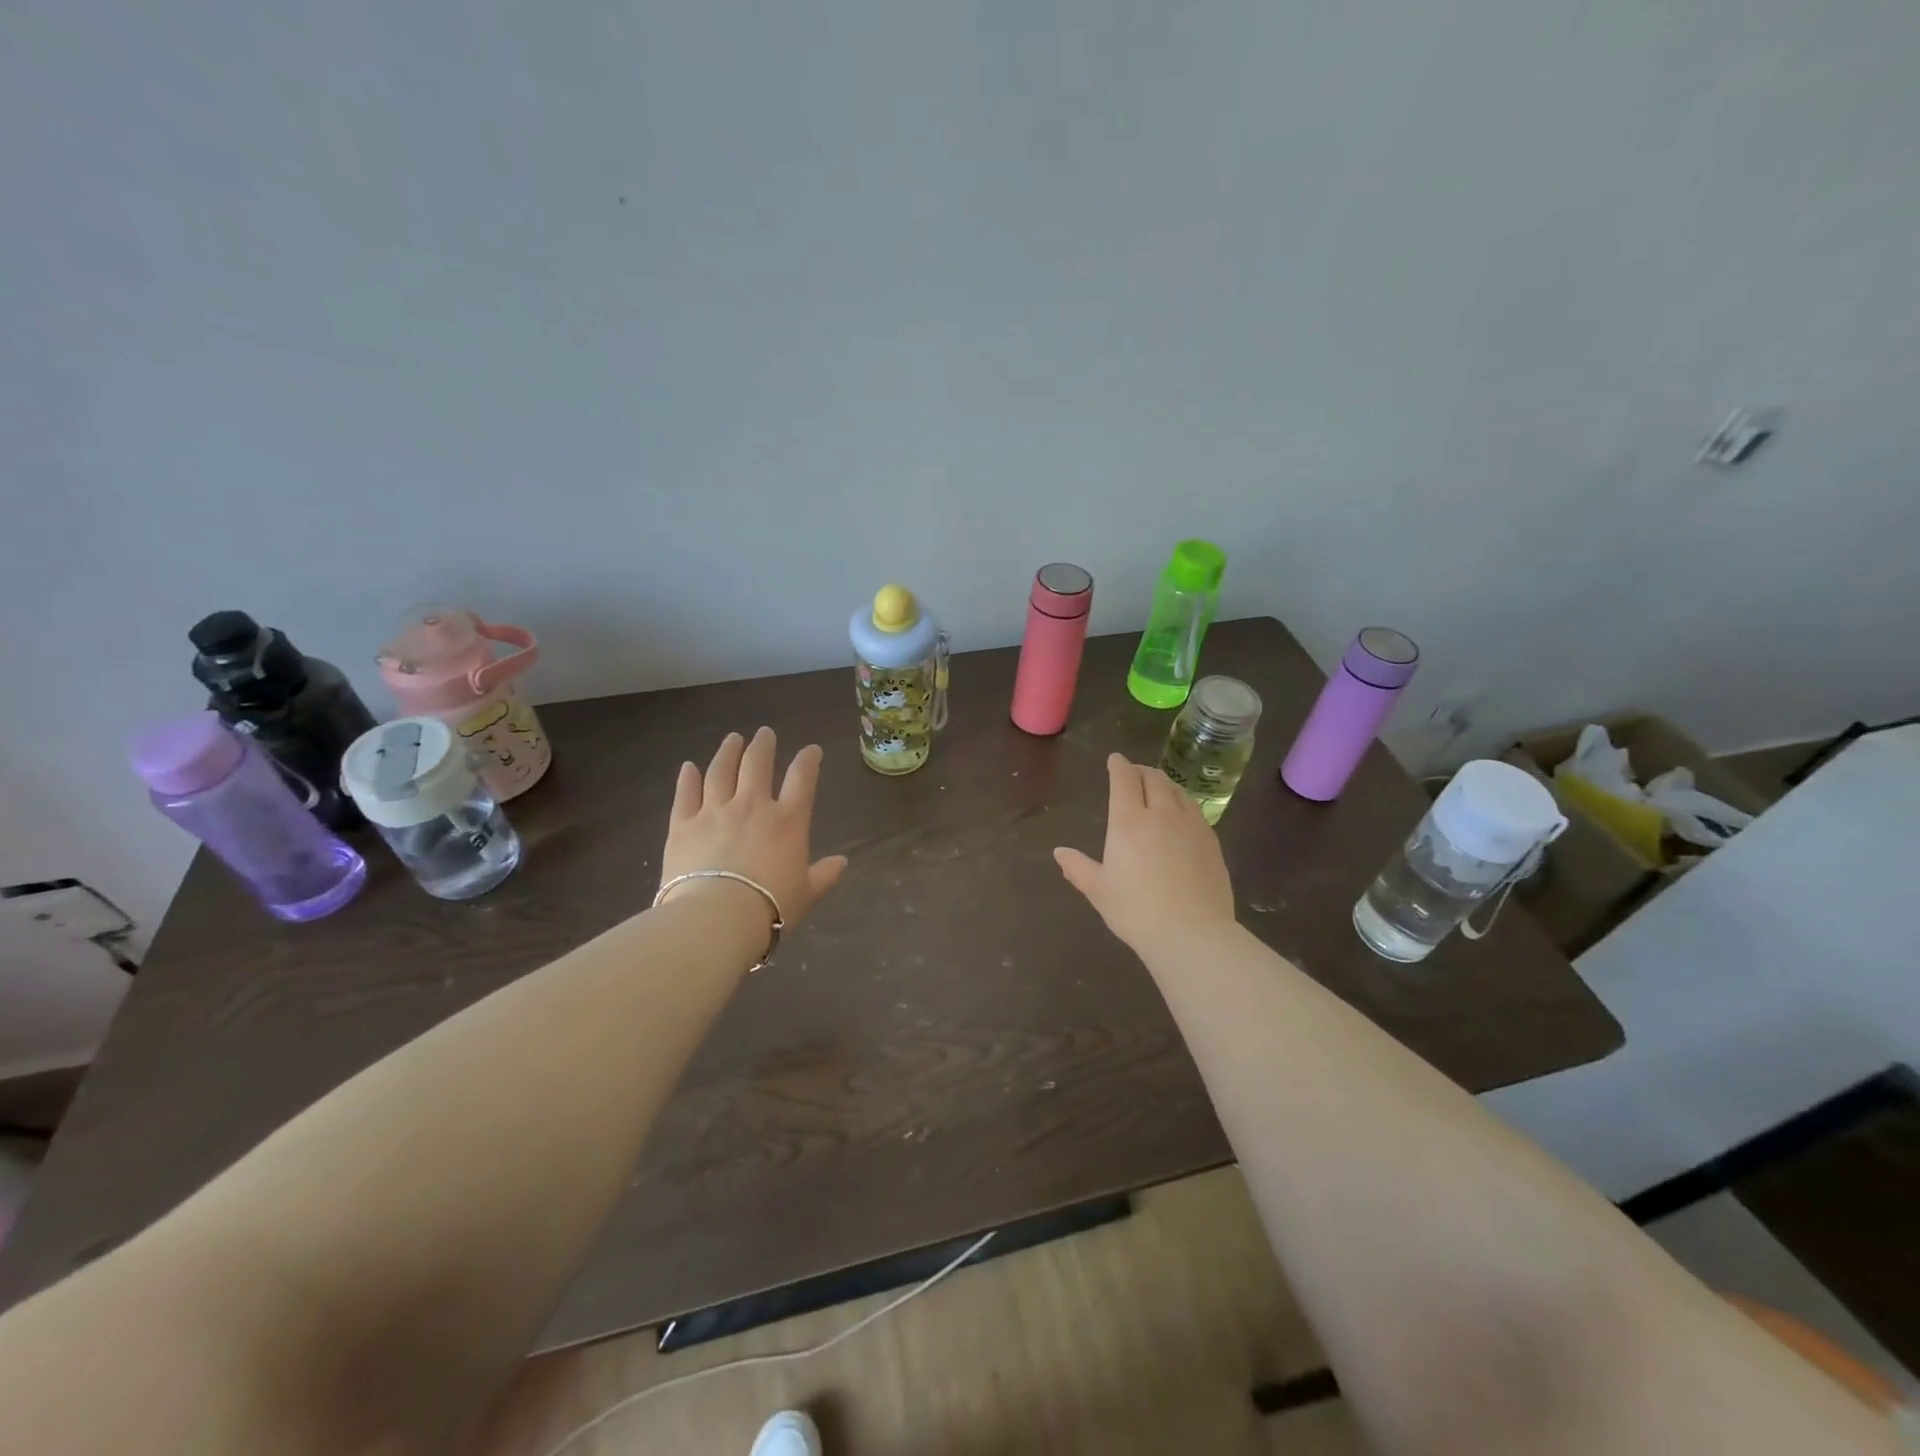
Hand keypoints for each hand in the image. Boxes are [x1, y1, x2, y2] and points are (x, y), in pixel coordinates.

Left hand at [660, 728, 848, 930]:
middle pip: (757, 764)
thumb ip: (824, 875)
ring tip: (732, 739)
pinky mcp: (682, 825)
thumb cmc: (770, 908)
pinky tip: (688, 767)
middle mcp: (752, 806)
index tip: (811, 750)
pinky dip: (687, 778)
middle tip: (764, 733)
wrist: (716, 919)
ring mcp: (714, 811)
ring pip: (721, 771)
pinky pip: (685, 794)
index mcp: (788, 821)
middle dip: (763, 745)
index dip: (808, 760)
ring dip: (728, 752)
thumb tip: (842, 862)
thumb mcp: (807, 894)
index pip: (802, 779)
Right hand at [1054, 754, 1237, 953]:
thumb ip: (1078, 868)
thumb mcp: (1099, 891)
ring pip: (1177, 791)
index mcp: (1129, 822)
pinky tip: (1181, 815)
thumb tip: (1059, 852)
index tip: (1115, 759)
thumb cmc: (1136, 911)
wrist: (1192, 933)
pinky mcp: (1211, 842)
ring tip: (1157, 788)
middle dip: (1141, 771)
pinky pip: (1195, 810)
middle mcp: (1161, 814)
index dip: (1118, 766)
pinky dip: (1182, 802)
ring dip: (1163, 783)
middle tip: (1133, 773)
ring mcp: (1191, 826)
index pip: (1124, 780)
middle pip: (1153, 779)